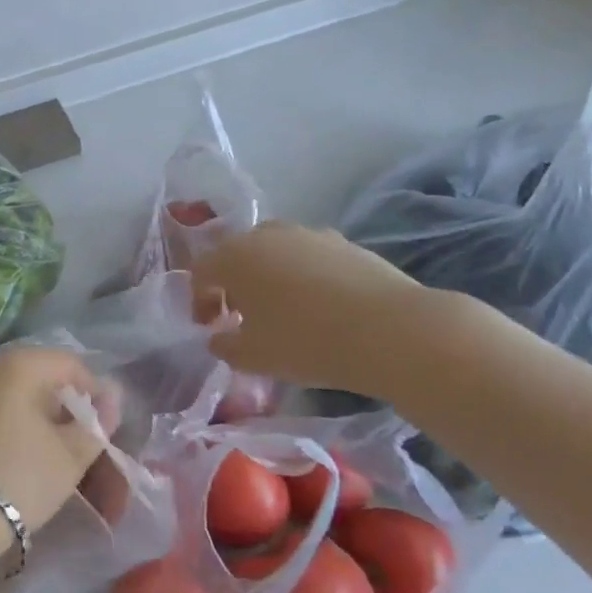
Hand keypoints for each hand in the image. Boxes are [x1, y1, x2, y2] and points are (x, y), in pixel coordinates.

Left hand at [0, 346, 115, 548]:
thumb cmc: (17, 477)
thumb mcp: (69, 457)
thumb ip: (94, 426)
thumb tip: (109, 400)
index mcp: (19, 365)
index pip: (71, 364)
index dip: (95, 393)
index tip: (104, 430)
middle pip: (37, 380)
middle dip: (63, 410)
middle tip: (78, 447)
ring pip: (8, 399)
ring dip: (33, 422)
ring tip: (46, 459)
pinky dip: (3, 431)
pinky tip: (8, 463)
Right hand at [189, 222, 437, 398]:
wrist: (392, 331)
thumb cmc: (306, 342)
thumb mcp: (253, 357)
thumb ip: (225, 345)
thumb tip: (219, 337)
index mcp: (235, 257)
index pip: (201, 272)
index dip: (199, 300)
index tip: (209, 327)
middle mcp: (267, 235)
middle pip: (237, 254)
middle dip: (233, 284)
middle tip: (241, 315)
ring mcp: (310, 235)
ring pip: (275, 252)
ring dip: (269, 277)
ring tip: (283, 310)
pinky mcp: (346, 244)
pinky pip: (310, 257)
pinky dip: (305, 276)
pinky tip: (321, 307)